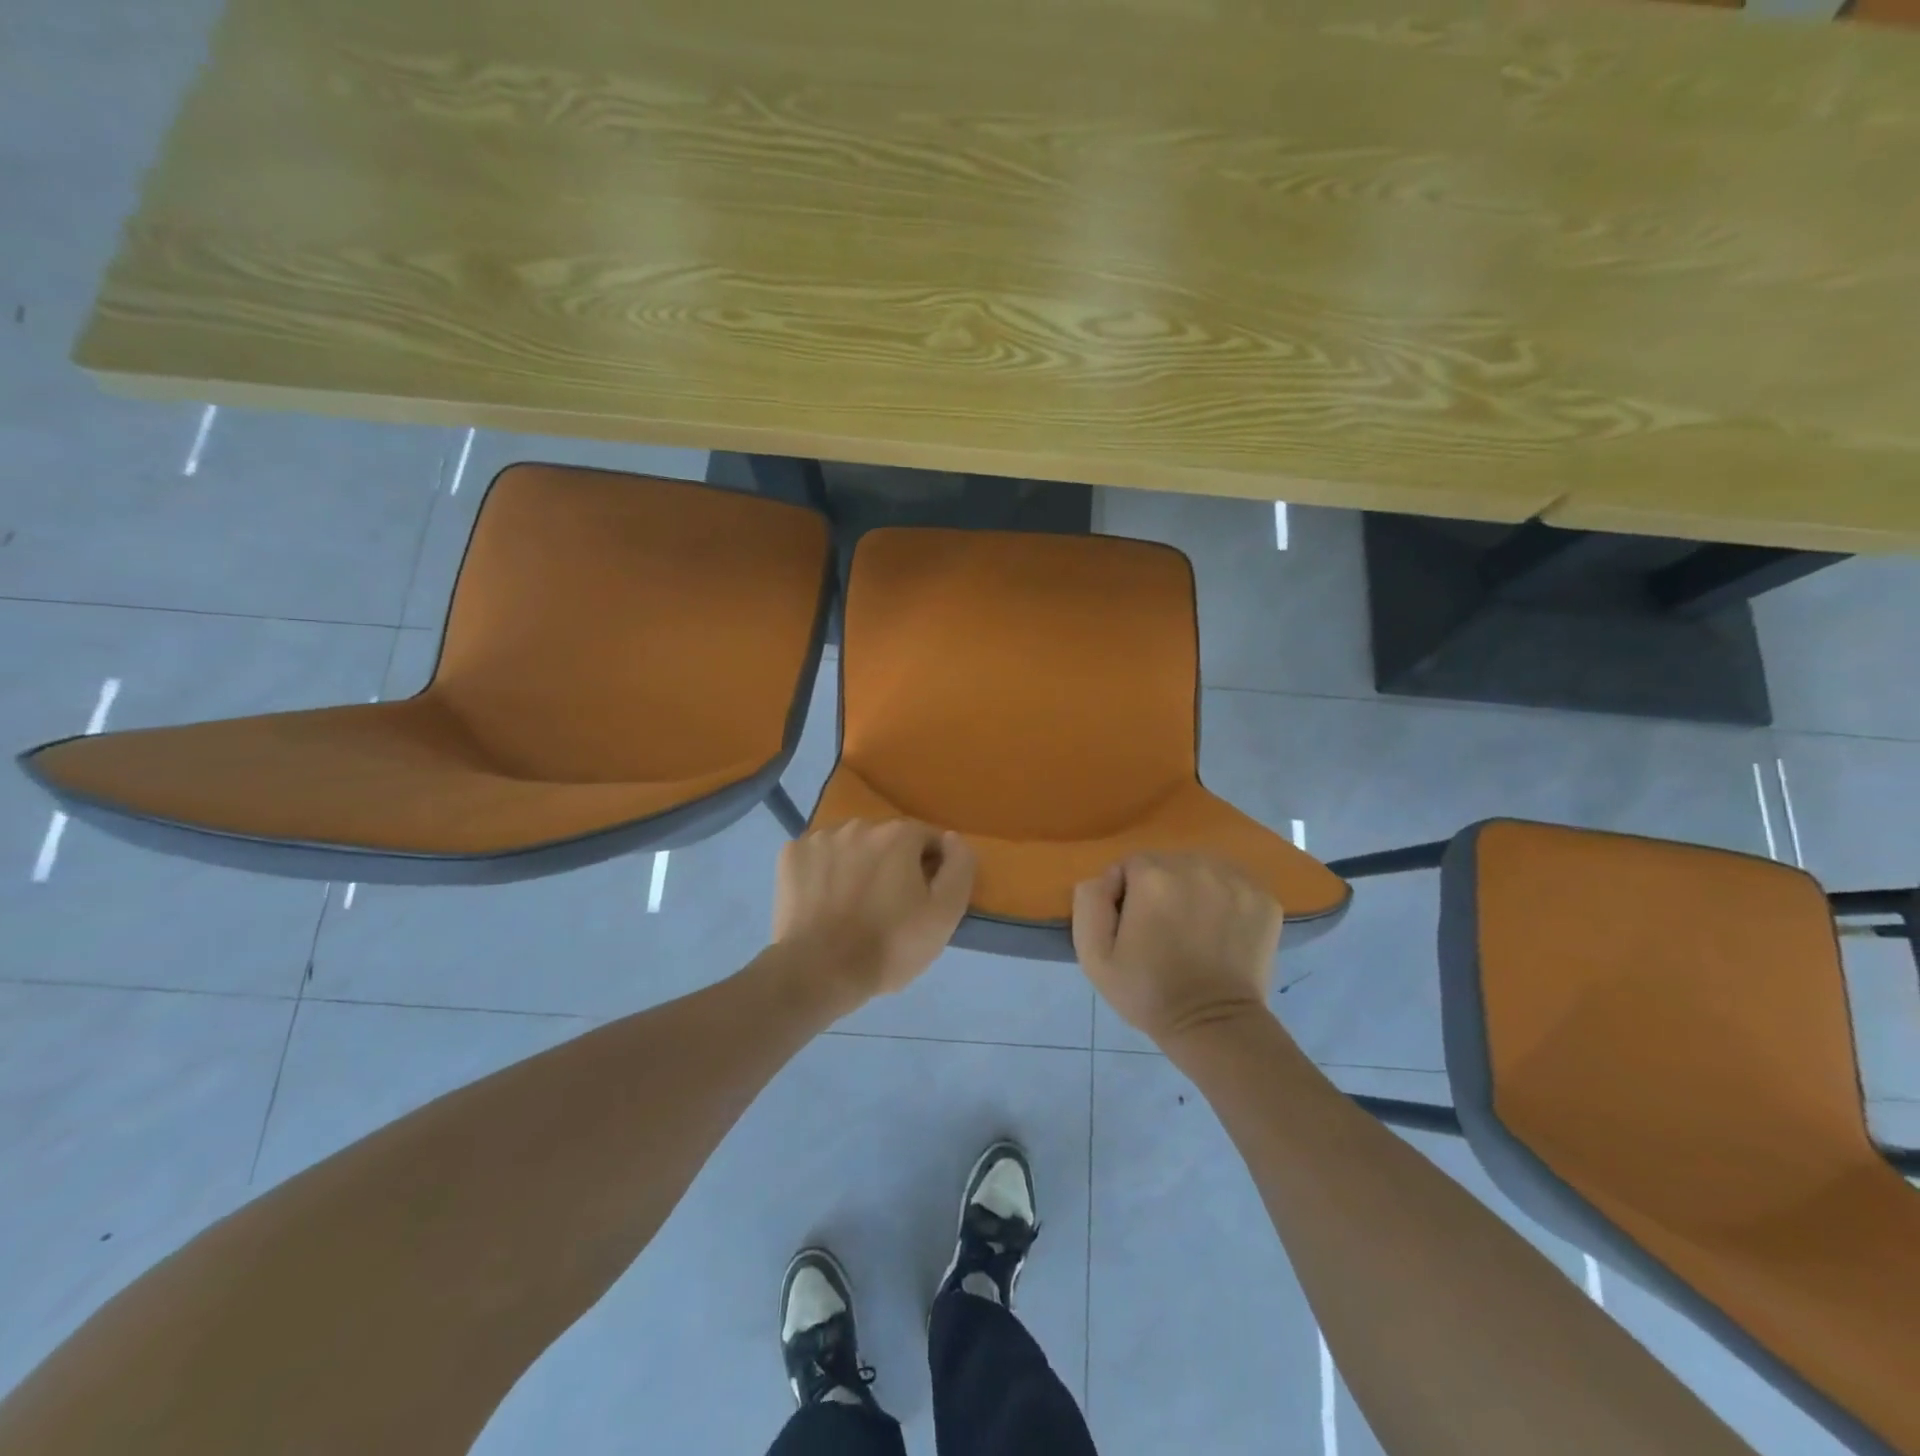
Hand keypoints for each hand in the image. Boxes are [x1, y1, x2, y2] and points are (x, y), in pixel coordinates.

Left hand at [773, 819, 975, 1008]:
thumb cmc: (889, 946)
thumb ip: (959, 867)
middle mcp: (859, 825)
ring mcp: (820, 837)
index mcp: (898, 834)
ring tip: (854, 905)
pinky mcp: (791, 855)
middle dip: (893, 865)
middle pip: (888, 840)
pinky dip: (825, 871)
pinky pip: (819, 856)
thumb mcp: (944, 914)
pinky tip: (825, 901)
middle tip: (890, 907)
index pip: (928, 840)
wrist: (818, 972)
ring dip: (859, 865)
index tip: (923, 900)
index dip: (932, 869)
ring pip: (852, 846)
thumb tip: (952, 839)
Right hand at [1072, 853, 1282, 1045]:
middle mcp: (1196, 866)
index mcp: (1153, 876)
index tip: (1134, 927)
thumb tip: (1104, 878)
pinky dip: (1226, 900)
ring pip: (1202, 870)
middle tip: (1164, 931)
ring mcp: (1235, 881)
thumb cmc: (1148, 992)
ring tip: (1194, 929)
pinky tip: (1221, 930)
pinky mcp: (1264, 898)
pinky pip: (1234, 884)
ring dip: (1194, 890)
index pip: (1131, 865)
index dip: (1127, 895)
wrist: (1214, 1026)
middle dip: (1161, 889)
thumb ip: (1089, 903)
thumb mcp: (1094, 956)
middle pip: (1168, 864)